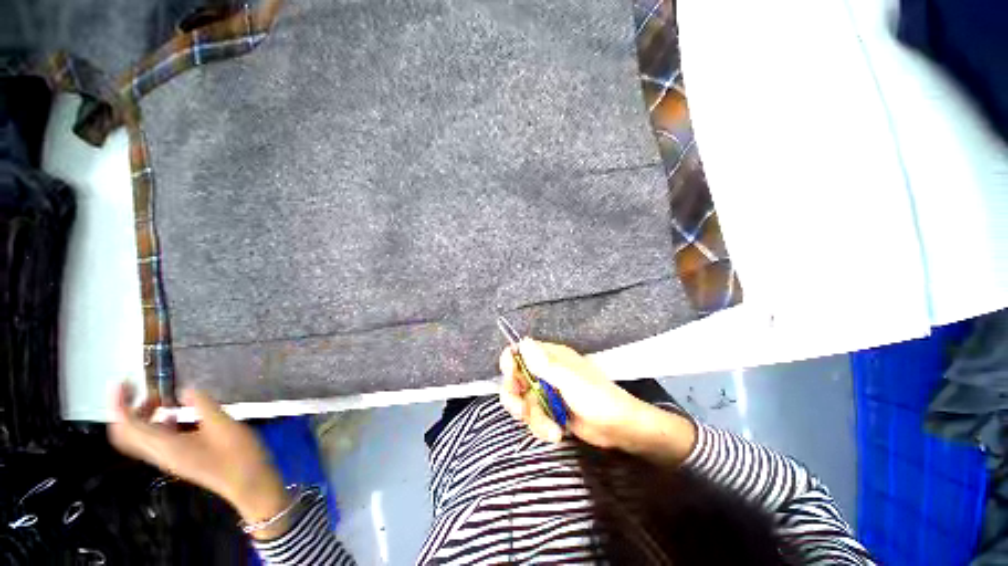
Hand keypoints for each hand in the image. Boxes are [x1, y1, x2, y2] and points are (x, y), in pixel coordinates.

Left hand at [108, 384, 290, 538]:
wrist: (249, 483)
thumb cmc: (237, 454)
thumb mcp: (223, 425)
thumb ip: (202, 405)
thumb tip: (184, 389)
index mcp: (166, 446)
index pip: (128, 425)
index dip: (119, 403)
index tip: (126, 382)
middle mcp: (160, 454)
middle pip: (127, 433)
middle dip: (128, 408)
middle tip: (144, 388)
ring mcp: (169, 458)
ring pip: (140, 437)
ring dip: (143, 415)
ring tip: (164, 397)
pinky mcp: (180, 459)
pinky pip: (156, 440)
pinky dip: (158, 423)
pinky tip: (179, 414)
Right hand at [498, 339, 696, 465]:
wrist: (619, 428)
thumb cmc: (597, 397)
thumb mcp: (569, 380)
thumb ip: (544, 363)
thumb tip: (523, 342)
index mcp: (550, 357)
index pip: (519, 351)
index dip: (510, 363)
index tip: (512, 379)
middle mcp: (544, 371)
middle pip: (514, 379)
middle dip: (515, 397)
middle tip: (521, 411)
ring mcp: (546, 392)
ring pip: (522, 401)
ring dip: (533, 418)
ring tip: (551, 430)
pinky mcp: (549, 411)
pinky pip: (532, 417)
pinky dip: (541, 427)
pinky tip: (556, 433)